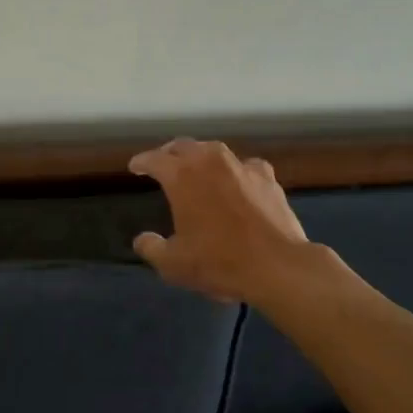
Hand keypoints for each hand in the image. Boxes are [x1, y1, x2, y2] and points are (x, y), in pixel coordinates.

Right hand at [128, 139, 314, 305]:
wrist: (276, 265)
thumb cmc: (218, 262)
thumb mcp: (173, 264)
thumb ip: (152, 248)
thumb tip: (142, 240)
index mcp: (181, 176)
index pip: (154, 159)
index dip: (142, 162)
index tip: (135, 167)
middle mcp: (209, 161)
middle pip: (183, 146)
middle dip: (169, 153)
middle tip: (163, 164)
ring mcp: (240, 166)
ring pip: (214, 151)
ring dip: (201, 157)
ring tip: (196, 169)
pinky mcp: (266, 177)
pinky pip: (245, 166)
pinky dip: (236, 171)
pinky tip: (237, 181)